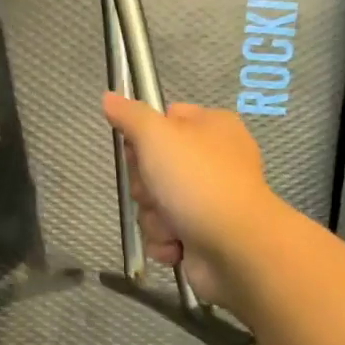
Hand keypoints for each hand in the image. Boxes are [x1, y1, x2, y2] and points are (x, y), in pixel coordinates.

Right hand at [101, 94, 283, 307]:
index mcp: (212, 127)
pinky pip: (165, 233)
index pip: (164, 120)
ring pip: (155, 204)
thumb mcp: (157, 136)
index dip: (143, 138)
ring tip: (173, 225)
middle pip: (153, 167)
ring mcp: (209, 199)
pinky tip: (178, 245)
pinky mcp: (203, 234)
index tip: (138, 151)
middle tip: (157, 191)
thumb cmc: (197, 181)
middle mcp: (213, 161)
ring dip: (154, 218)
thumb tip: (109, 97)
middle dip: (146, 186)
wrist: (235, 247)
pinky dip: (166, 241)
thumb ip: (130, 115)